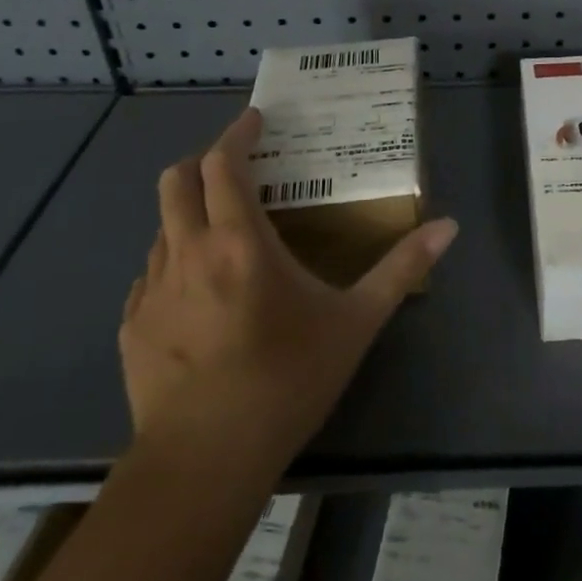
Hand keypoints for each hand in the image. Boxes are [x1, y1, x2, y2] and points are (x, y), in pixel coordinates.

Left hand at [119, 106, 458, 463]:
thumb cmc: (287, 380)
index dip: (237, 132)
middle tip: (236, 164)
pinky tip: (198, 291)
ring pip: (162, 226)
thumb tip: (449, 226)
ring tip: (223, 230)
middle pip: (177, 180)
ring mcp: (151, 289)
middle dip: (204, 160)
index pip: (224, 163)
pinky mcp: (131, 325)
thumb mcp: (356, 322)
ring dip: (190, 212)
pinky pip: (150, 273)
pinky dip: (174, 261)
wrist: (205, 461)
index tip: (255, 119)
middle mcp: (187, 252)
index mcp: (240, 242)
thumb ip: (402, 268)